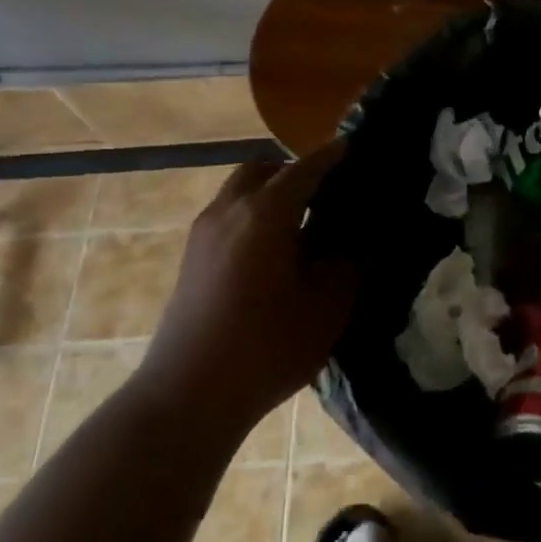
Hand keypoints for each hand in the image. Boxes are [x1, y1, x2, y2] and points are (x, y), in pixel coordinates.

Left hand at [136, 141, 356, 423]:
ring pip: (239, 192)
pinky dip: (253, 215)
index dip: (331, 157)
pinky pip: (228, 217)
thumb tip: (345, 246)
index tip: (352, 147)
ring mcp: (203, 235)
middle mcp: (229, 212)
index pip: (304, 170)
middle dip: (293, 171)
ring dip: (269, 194)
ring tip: (302, 221)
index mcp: (265, 214)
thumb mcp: (327, 307)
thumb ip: (344, 266)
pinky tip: (275, 250)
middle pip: (261, 170)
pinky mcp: (191, 260)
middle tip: (325, 190)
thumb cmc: (267, 347)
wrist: (188, 395)